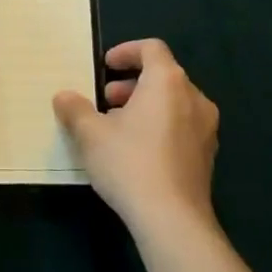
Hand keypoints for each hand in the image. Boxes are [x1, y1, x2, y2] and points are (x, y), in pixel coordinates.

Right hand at [54, 39, 219, 237]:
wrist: (173, 222)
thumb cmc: (130, 163)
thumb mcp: (90, 134)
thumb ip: (75, 109)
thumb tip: (63, 97)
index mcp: (168, 81)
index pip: (151, 48)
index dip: (127, 52)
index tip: (105, 66)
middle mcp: (194, 97)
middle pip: (163, 75)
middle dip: (132, 83)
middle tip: (106, 100)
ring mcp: (206, 129)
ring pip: (174, 103)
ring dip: (145, 106)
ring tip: (118, 128)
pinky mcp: (208, 157)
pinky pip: (182, 127)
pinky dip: (160, 126)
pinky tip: (138, 152)